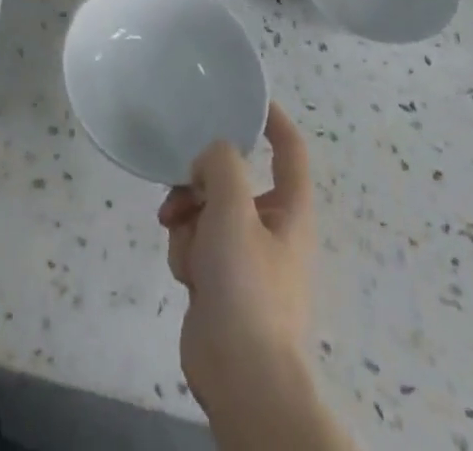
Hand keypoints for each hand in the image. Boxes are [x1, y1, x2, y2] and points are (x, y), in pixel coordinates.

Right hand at [158, 102, 314, 411]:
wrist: (241, 377)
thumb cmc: (247, 286)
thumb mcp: (234, 210)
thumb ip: (221, 164)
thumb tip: (209, 158)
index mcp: (289, 208)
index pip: (289, 148)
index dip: (272, 117)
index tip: (244, 96)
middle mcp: (270, 226)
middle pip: (231, 177)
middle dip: (201, 182)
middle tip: (183, 188)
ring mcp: (243, 254)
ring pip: (205, 209)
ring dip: (187, 219)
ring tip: (183, 243)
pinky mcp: (220, 279)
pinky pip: (196, 242)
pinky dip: (186, 250)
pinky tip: (187, 275)